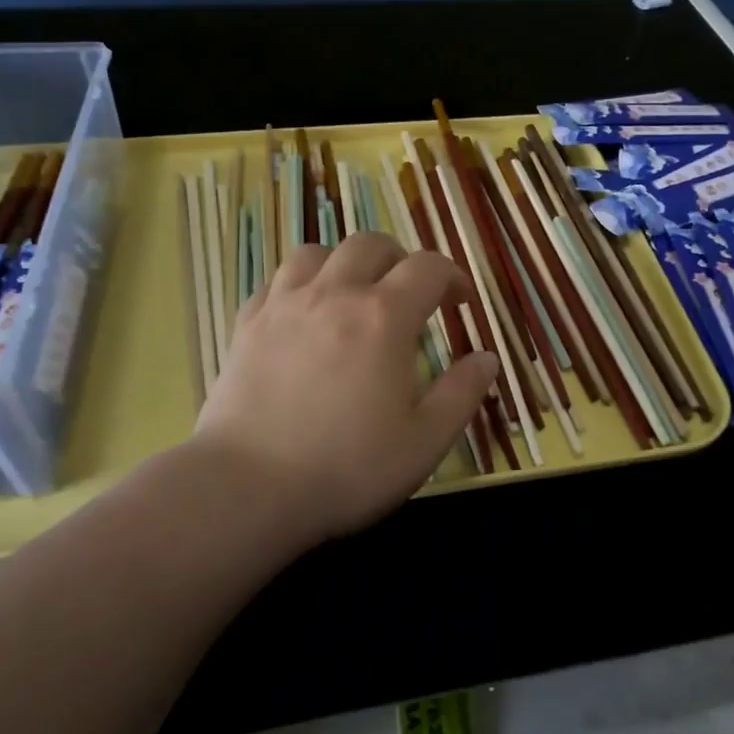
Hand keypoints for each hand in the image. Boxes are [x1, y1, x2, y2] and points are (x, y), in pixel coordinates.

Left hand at [191, 232, 498, 542]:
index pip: (428, 268)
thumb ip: (462, 393)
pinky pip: (276, 281)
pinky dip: (300, 285)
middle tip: (409, 294)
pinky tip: (304, 315)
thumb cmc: (347, 468)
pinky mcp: (246, 325)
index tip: (461, 303)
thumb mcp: (425, 441)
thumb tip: (487, 358)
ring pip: (316, 252)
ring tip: (354, 295)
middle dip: (399, 260)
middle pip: (370, 245)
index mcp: (384, 317)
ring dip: (345, 264)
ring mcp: (283, 306)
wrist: (248, 488)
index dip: (452, 277)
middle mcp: (334, 295)